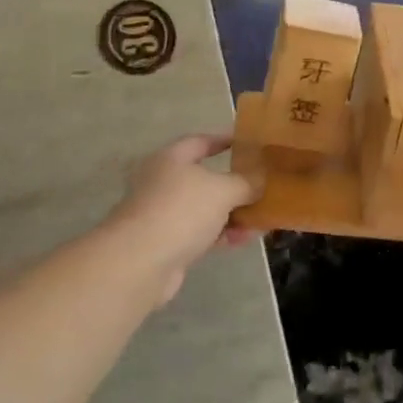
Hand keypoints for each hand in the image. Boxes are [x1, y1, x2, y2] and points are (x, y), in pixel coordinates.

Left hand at [107, 135, 260, 304]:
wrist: (140, 262)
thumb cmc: (181, 211)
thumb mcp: (222, 190)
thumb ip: (245, 182)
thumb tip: (261, 180)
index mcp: (170, 159)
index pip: (200, 141)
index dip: (223, 140)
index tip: (248, 143)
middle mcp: (162, 182)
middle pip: (203, 178)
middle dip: (234, 184)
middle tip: (262, 186)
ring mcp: (162, 214)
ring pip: (204, 209)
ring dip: (232, 213)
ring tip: (261, 218)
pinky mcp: (165, 243)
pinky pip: (200, 233)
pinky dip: (221, 234)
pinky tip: (244, 240)